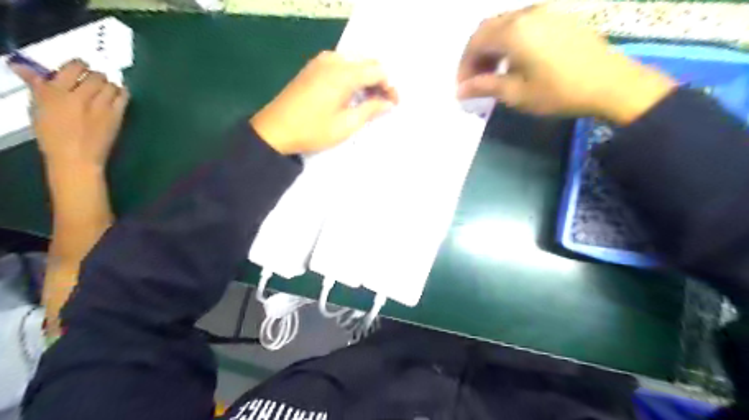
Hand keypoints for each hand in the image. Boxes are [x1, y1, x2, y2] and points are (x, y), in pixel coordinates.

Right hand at [10, 60, 129, 170]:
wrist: (76, 157)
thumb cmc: (53, 135)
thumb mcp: (38, 109)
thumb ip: (36, 86)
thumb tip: (23, 67)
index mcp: (55, 92)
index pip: (72, 68)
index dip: (78, 65)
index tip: (80, 68)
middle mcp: (80, 96)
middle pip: (95, 76)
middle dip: (95, 75)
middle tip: (92, 79)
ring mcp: (101, 106)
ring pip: (110, 85)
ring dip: (108, 84)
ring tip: (104, 88)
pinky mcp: (116, 116)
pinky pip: (123, 97)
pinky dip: (122, 92)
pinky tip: (118, 93)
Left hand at [252, 51, 397, 153]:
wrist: (275, 130)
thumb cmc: (313, 130)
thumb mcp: (346, 124)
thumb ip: (371, 109)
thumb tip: (388, 103)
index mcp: (344, 73)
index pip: (377, 71)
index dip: (389, 86)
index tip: (393, 104)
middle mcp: (334, 60)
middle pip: (367, 63)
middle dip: (379, 82)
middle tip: (382, 103)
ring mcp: (321, 61)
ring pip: (354, 63)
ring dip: (365, 79)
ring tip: (367, 101)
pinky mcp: (312, 67)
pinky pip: (340, 65)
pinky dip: (351, 77)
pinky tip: (350, 95)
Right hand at [457, 6, 679, 124]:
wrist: (610, 84)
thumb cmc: (558, 92)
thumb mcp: (516, 93)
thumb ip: (484, 87)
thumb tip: (460, 90)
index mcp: (514, 31)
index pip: (476, 42)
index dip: (464, 65)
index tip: (462, 87)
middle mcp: (527, 13)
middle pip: (488, 28)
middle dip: (475, 54)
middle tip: (474, 80)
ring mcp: (546, 12)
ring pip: (506, 24)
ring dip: (492, 47)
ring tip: (491, 72)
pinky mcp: (559, 17)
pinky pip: (524, 23)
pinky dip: (510, 41)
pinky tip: (514, 61)